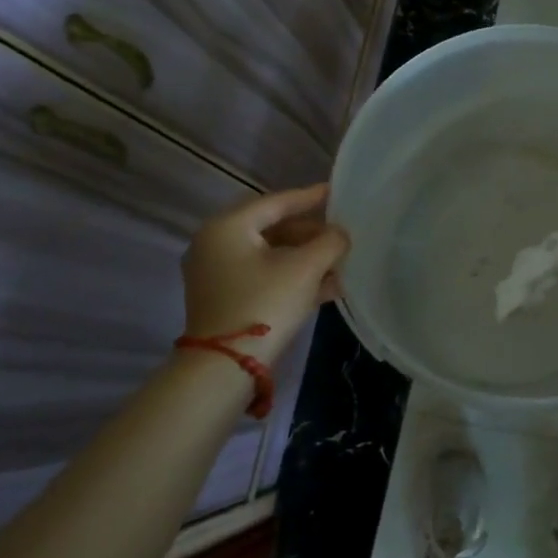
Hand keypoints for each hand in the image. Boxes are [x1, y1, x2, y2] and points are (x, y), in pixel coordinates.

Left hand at [181, 185, 349, 357]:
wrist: (226, 366)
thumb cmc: (264, 303)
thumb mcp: (305, 268)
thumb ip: (330, 242)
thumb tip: (340, 234)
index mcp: (228, 227)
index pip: (276, 202)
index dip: (311, 197)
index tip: (337, 192)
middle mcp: (216, 244)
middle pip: (273, 228)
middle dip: (311, 233)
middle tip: (341, 234)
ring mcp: (217, 274)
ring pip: (271, 254)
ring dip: (306, 257)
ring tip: (340, 262)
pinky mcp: (224, 299)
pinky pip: (264, 276)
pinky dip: (293, 276)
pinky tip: (327, 286)